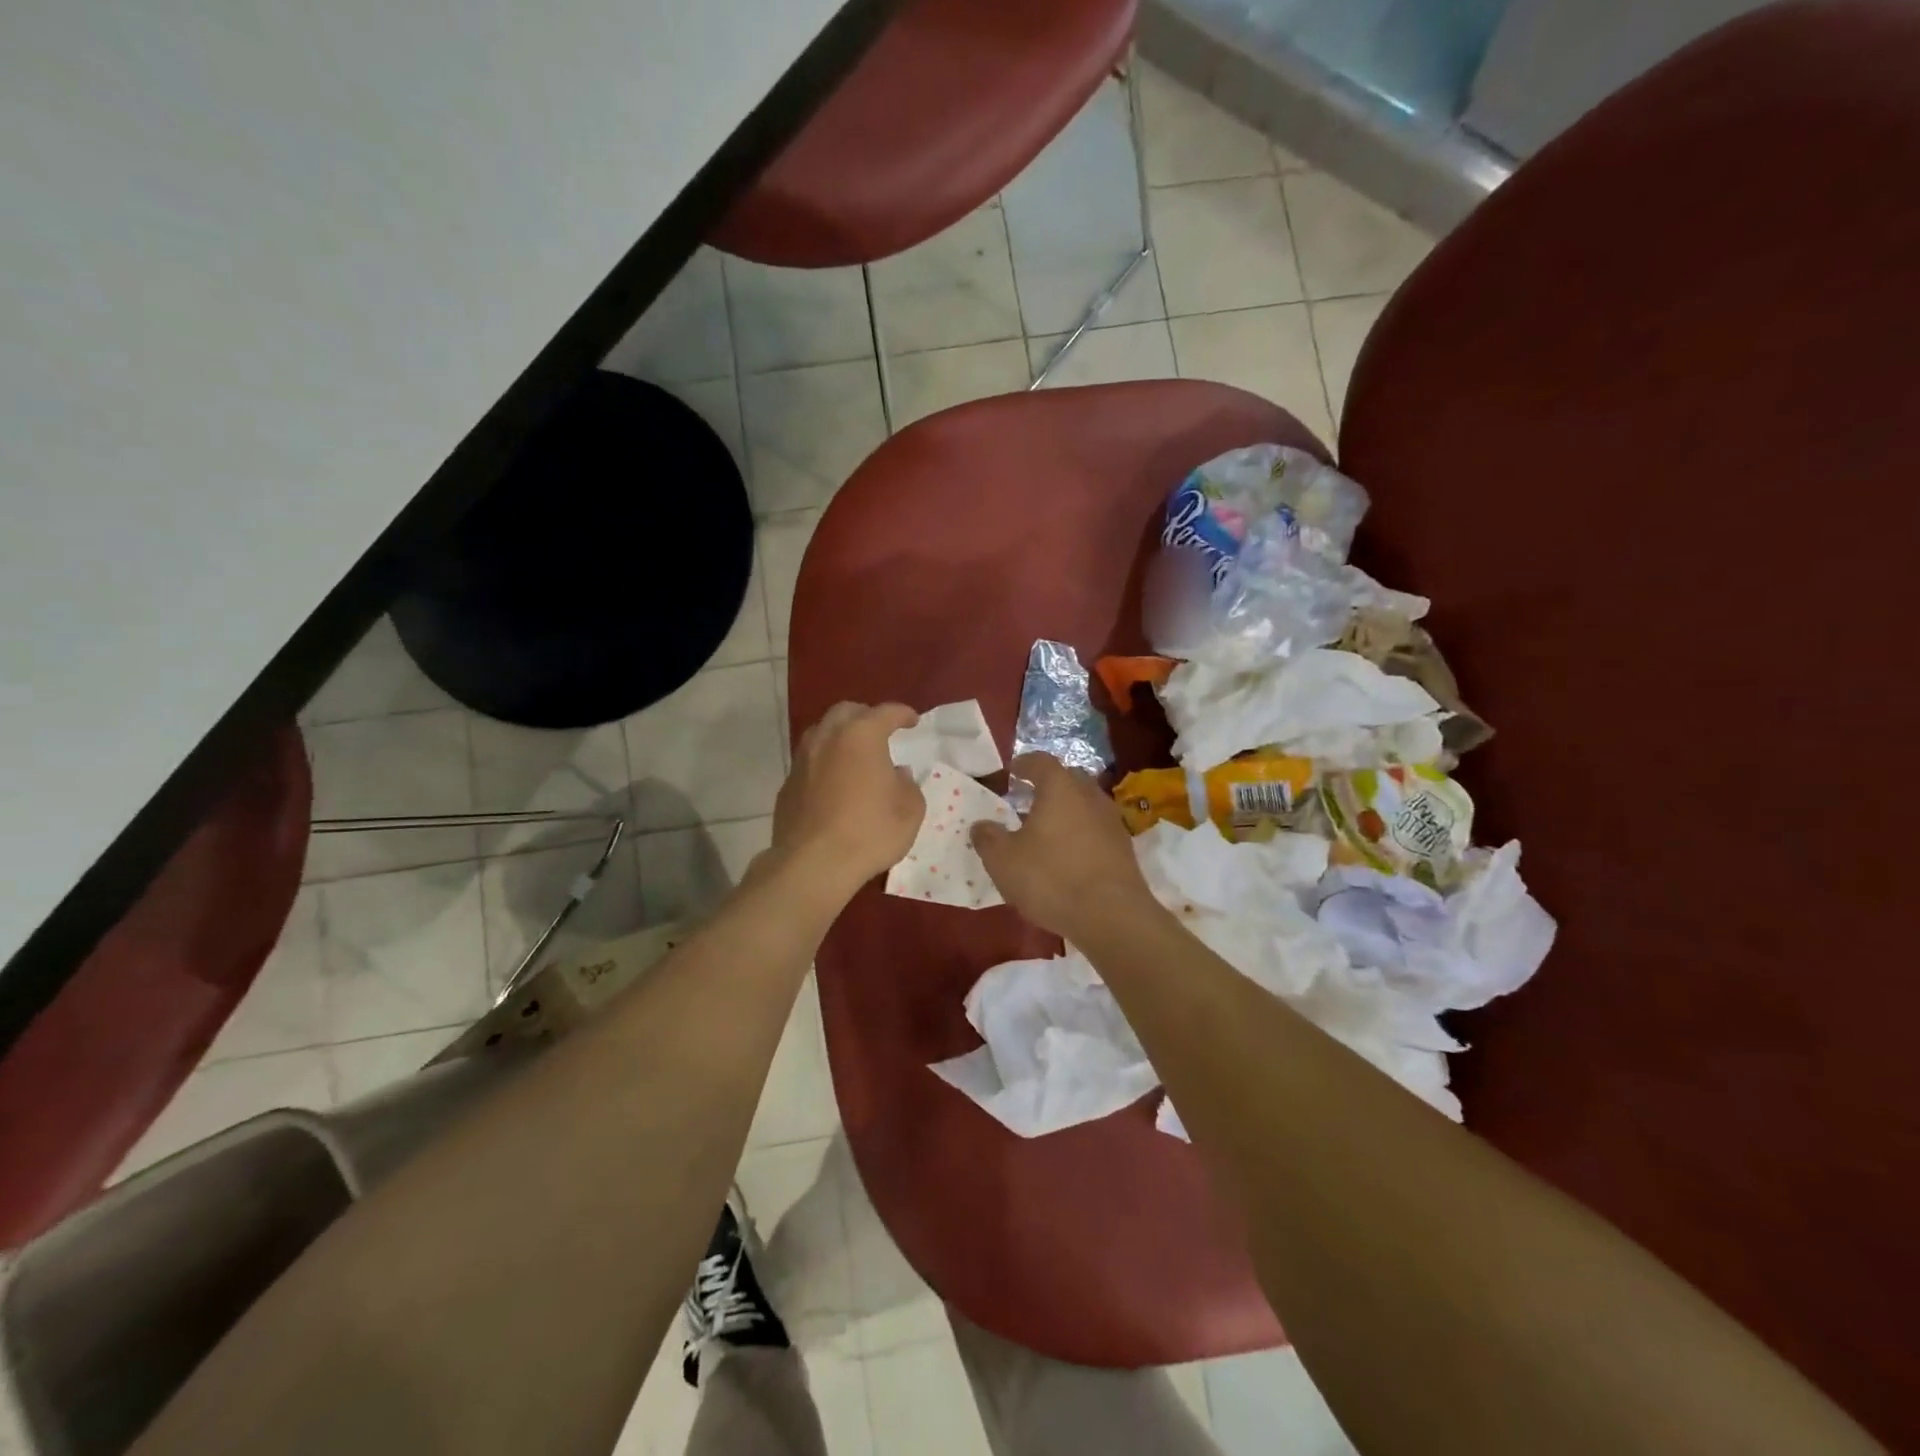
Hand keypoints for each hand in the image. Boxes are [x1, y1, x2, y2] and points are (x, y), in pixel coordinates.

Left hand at [772, 702, 924, 896]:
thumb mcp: (910, 810)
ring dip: (840, 737)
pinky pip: (809, 762)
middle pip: (846, 712)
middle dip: (865, 716)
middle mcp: (827, 738)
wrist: (813, 864)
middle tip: (880, 731)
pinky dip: (825, 763)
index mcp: (861, 735)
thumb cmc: (869, 832)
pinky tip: (834, 783)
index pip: (886, 712)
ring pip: (821, 733)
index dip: (902, 714)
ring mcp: (802, 760)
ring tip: (854, 754)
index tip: (912, 721)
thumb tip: (897, 774)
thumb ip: (907, 785)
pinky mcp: (787, 785)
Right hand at [970, 754, 1150, 939]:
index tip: (1012, 772)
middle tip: (1028, 799)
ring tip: (1046, 829)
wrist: (1112, 916)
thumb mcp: (1004, 861)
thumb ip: (988, 838)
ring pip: (1085, 803)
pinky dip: (1081, 832)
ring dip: (1067, 810)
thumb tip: (980, 825)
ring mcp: (1111, 820)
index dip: (1024, 764)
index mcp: (1060, 788)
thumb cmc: (1051, 878)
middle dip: (1048, 785)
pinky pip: (1096, 828)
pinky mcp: (1124, 847)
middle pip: (1068, 778)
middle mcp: (1089, 795)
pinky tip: (1068, 854)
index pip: (1041, 761)